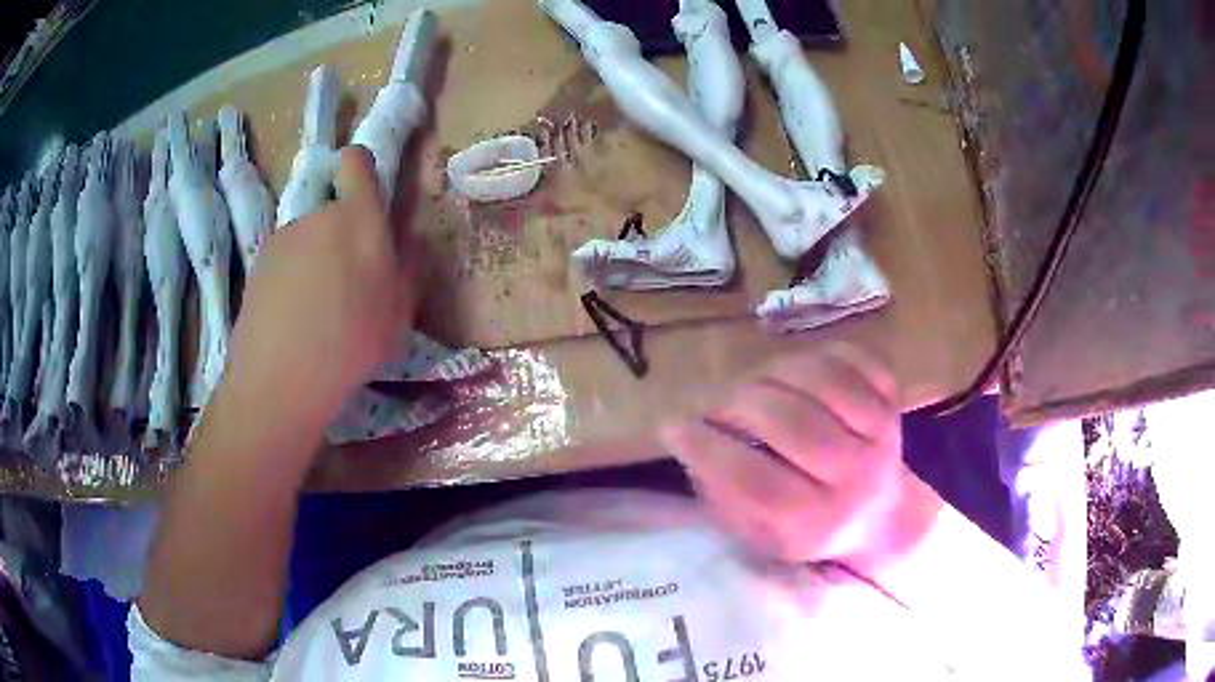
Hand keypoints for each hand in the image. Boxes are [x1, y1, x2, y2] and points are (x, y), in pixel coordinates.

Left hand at [225, 145, 419, 420]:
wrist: (281, 377)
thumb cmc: (352, 343)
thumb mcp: (399, 312)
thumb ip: (408, 264)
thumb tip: (411, 234)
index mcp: (359, 220)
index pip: (356, 163)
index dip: (361, 170)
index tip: (365, 198)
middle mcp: (319, 216)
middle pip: (334, 212)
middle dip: (342, 238)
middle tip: (347, 288)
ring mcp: (284, 238)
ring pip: (308, 240)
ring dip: (315, 261)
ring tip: (315, 312)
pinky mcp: (258, 262)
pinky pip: (284, 261)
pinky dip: (290, 280)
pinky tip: (290, 319)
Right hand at [661, 344, 923, 570]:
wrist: (882, 516)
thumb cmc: (807, 529)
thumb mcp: (757, 535)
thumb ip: (722, 492)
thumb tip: (687, 435)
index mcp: (816, 521)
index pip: (758, 482)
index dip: (708, 449)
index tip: (673, 427)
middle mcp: (855, 477)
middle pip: (792, 422)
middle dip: (735, 404)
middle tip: (710, 404)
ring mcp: (881, 432)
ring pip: (820, 379)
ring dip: (770, 373)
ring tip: (749, 386)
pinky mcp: (892, 399)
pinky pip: (849, 358)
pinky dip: (812, 355)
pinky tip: (792, 374)